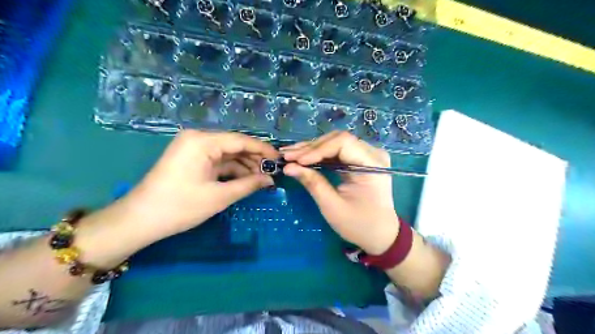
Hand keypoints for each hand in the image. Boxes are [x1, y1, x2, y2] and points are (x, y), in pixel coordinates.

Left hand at [122, 130, 278, 240]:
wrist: (140, 220)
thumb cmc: (180, 206)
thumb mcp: (219, 196)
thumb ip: (249, 184)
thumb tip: (271, 180)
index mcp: (202, 141)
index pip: (240, 140)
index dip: (262, 149)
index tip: (279, 158)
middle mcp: (198, 139)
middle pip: (234, 145)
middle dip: (254, 159)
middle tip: (272, 172)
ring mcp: (193, 148)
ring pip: (227, 154)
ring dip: (244, 165)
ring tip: (262, 178)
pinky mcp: (191, 159)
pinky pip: (217, 161)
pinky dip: (231, 170)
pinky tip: (246, 179)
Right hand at [282, 132, 398, 254]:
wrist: (380, 234)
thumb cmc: (359, 225)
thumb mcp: (333, 207)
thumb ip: (313, 183)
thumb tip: (288, 167)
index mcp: (373, 164)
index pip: (343, 143)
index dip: (317, 149)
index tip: (295, 160)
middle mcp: (373, 153)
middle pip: (338, 140)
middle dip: (311, 148)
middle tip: (287, 155)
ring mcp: (368, 155)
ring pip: (335, 143)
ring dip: (312, 149)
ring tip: (290, 154)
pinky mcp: (360, 159)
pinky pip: (338, 152)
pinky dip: (319, 155)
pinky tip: (303, 157)